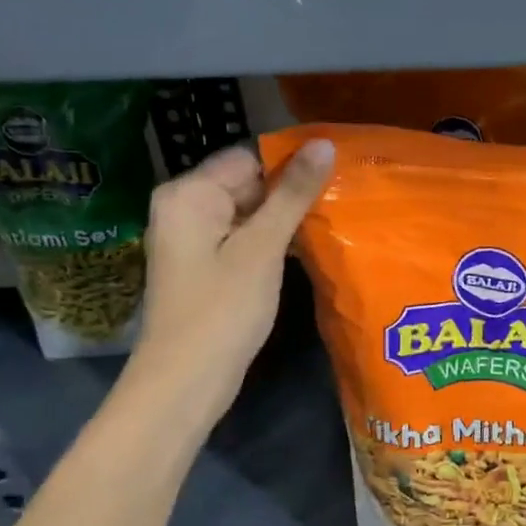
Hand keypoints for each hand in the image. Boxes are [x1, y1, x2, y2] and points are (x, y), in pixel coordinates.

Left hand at [132, 140, 333, 399]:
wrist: (186, 381)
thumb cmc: (223, 310)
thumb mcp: (263, 247)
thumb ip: (293, 194)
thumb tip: (323, 143)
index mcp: (189, 193)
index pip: (248, 157)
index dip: (291, 165)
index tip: (336, 176)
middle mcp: (184, 207)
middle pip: (247, 183)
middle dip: (290, 193)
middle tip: (340, 201)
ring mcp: (192, 238)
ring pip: (248, 212)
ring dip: (284, 219)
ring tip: (331, 221)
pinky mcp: (205, 265)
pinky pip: (242, 237)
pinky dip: (270, 241)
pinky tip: (303, 248)